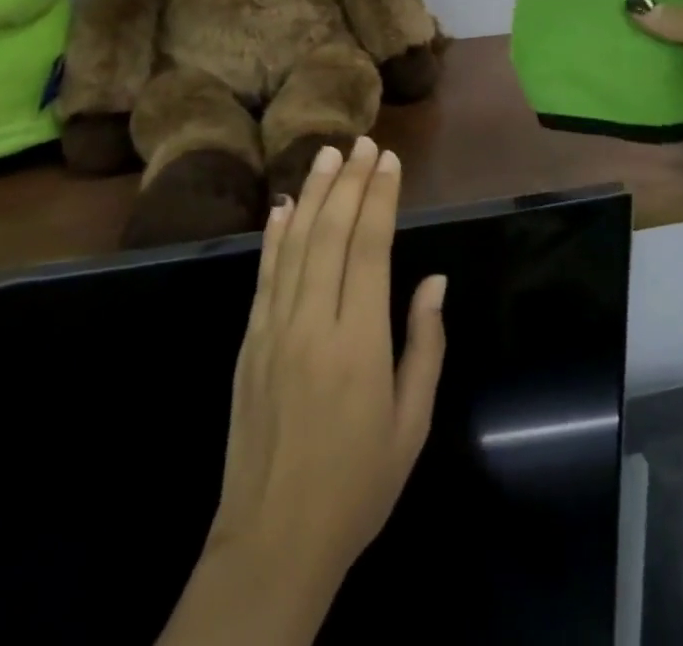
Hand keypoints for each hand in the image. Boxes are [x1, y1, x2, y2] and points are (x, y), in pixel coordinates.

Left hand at [210, 136, 446, 593]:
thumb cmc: (357, 485)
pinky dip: (273, 234)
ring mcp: (273, 328)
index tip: (388, 160)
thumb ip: (424, 345)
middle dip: (348, 181)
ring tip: (326, 154)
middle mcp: (312, 322)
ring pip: (293, 243)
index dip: (379, 197)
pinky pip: (263, 274)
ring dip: (311, 193)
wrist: (272, 539)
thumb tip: (434, 279)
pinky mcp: (248, 340)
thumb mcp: (411, 424)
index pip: (368, 247)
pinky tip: (281, 205)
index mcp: (358, 343)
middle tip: (361, 143)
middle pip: (329, 232)